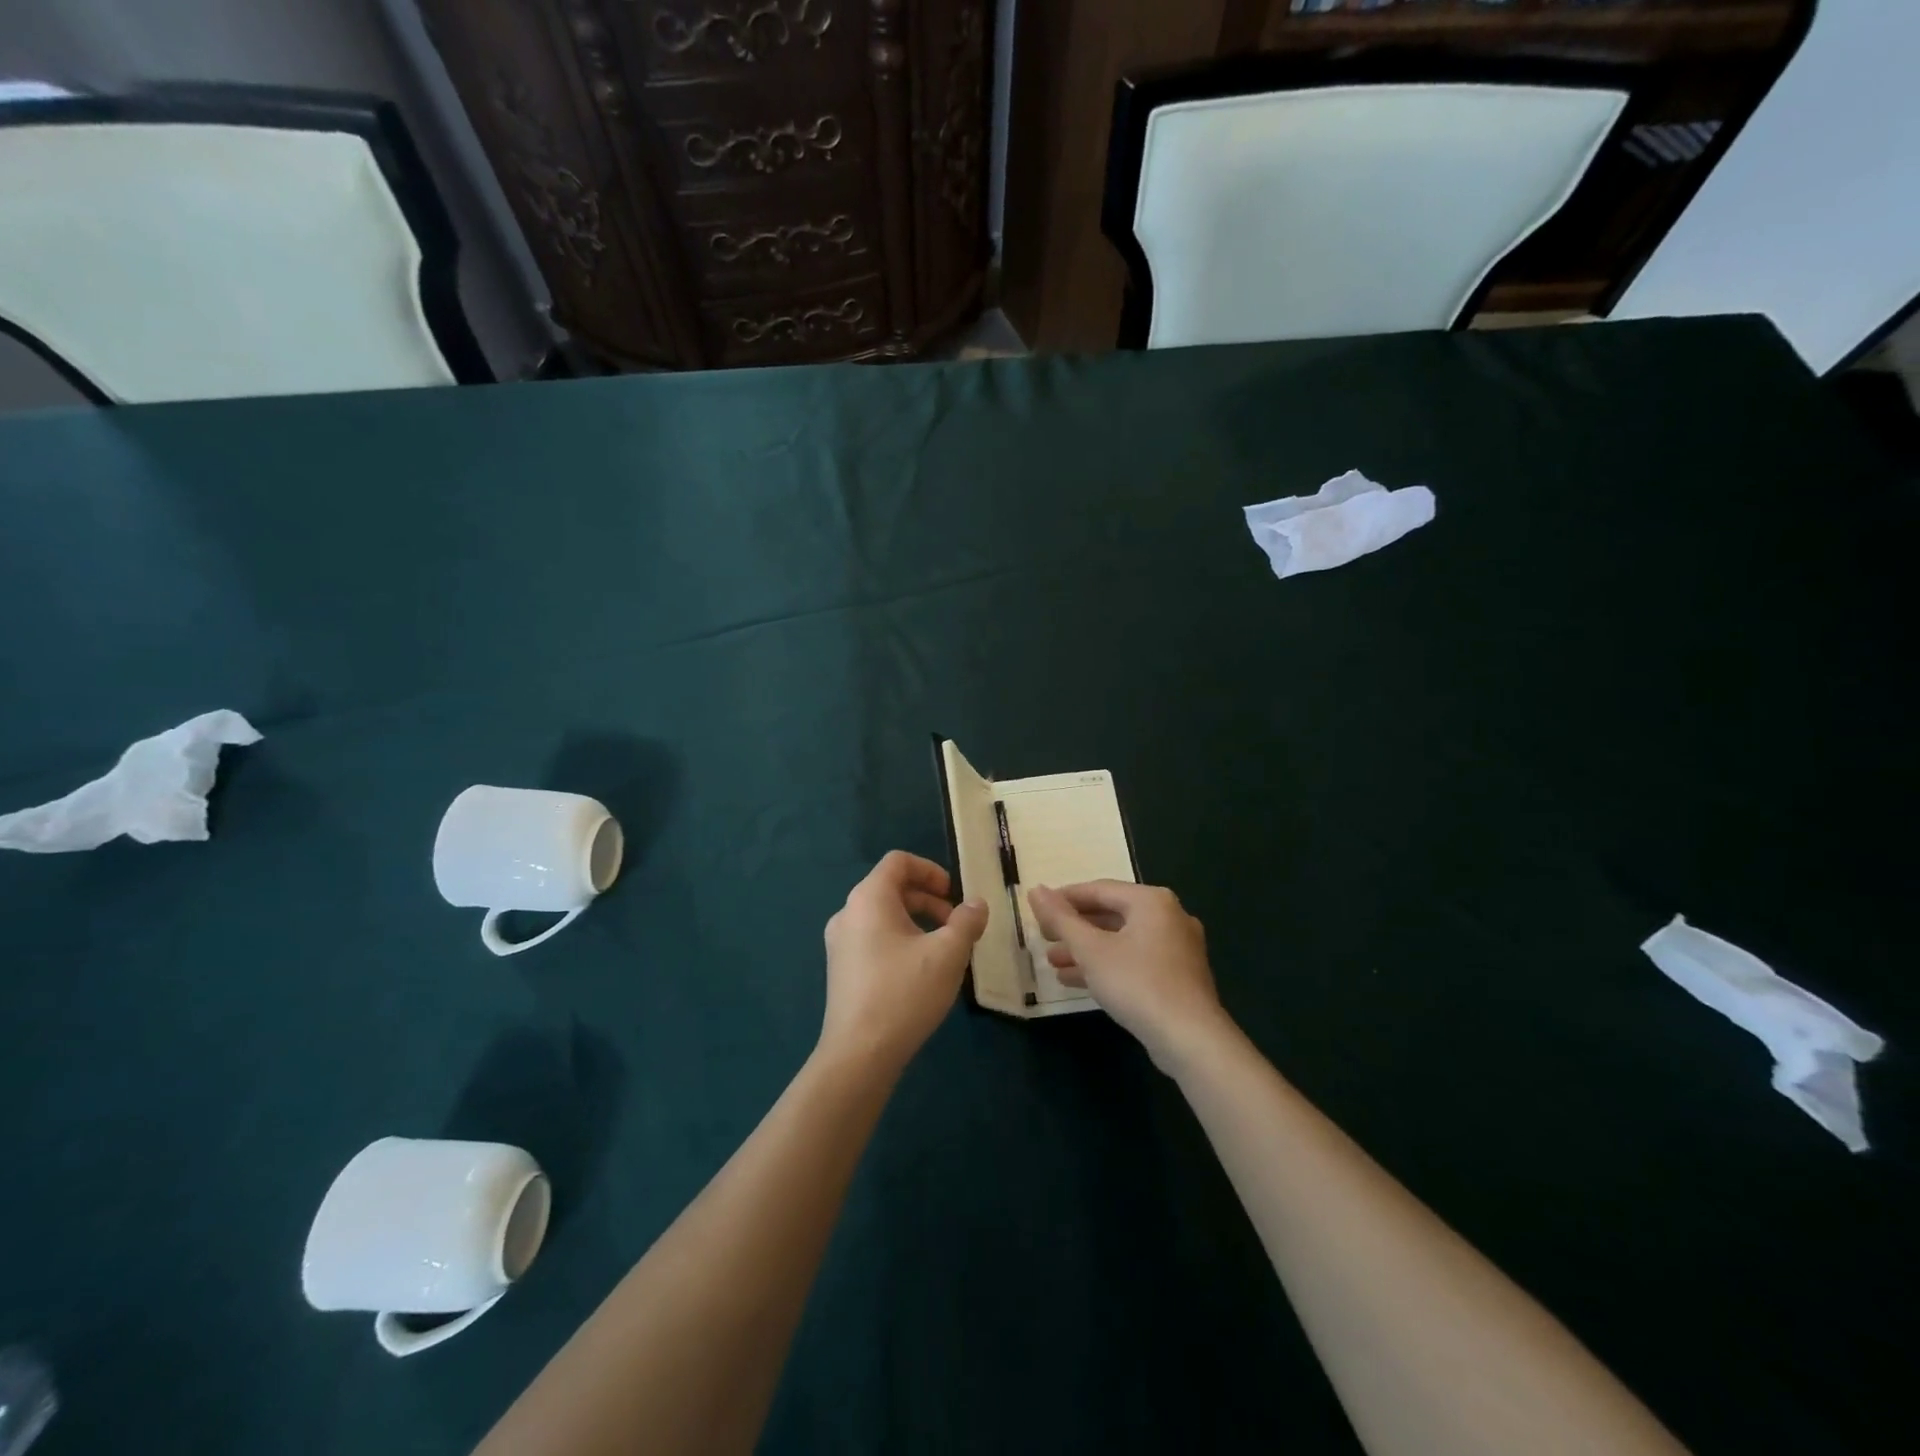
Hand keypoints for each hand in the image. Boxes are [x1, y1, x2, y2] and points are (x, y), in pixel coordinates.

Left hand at [820, 851, 987, 1075]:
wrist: (859, 1054)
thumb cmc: (904, 993)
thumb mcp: (947, 954)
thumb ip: (966, 922)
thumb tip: (976, 904)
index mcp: (869, 899)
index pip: (898, 861)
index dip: (930, 870)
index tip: (954, 893)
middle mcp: (848, 913)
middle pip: (891, 887)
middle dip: (928, 899)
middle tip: (956, 924)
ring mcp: (840, 943)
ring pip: (883, 915)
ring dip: (916, 921)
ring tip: (943, 950)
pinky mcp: (841, 970)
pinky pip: (873, 938)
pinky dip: (900, 940)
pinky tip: (920, 972)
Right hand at [1027, 881, 1230, 1072]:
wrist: (1190, 1039)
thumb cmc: (1137, 983)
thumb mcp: (1091, 950)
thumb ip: (1061, 919)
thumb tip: (1035, 890)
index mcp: (1151, 901)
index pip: (1099, 889)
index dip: (1064, 899)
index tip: (1037, 911)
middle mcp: (1169, 916)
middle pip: (1111, 914)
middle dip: (1074, 929)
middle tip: (1044, 938)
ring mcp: (1177, 948)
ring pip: (1122, 940)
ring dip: (1086, 950)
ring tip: (1053, 963)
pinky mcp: (1178, 976)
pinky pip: (1134, 960)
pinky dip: (1107, 965)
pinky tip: (1077, 981)